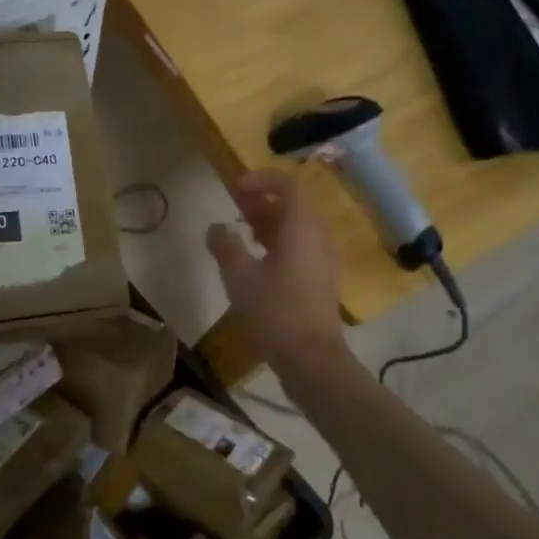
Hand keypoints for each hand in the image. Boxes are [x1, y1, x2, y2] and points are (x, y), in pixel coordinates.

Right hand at [206, 169, 346, 372]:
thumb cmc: (274, 311)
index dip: (261, 180)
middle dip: (262, 200)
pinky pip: (299, 247)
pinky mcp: (320, 279)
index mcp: (302, 226)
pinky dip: (277, 242)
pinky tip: (255, 259)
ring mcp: (322, 259)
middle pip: (293, 204)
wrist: (310, 358)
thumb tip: (216, 227)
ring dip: (268, 221)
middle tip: (233, 205)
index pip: (288, 185)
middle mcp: (317, 236)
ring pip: (296, 227)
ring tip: (240, 229)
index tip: (234, 188)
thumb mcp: (239, 276)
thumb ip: (225, 245)